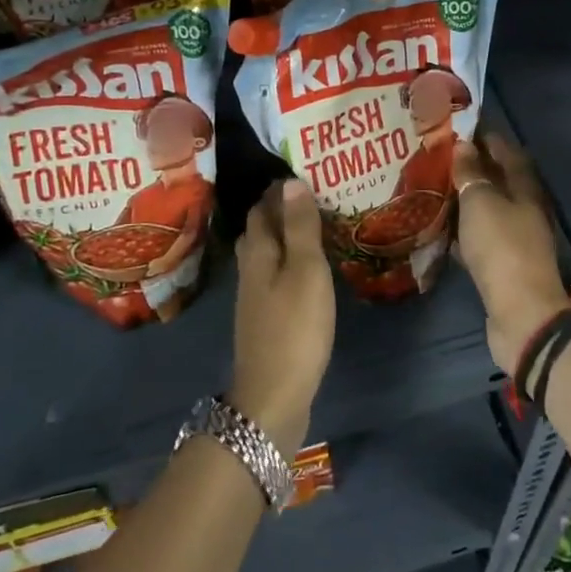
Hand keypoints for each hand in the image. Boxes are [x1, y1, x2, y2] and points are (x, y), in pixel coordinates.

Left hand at [230, 179, 335, 456]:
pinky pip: (277, 275)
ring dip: (288, 236)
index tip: (308, 175)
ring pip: (269, 252)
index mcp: (258, 251)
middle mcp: (250, 268)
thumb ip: (299, 226)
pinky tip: (312, 268)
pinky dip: (292, 262)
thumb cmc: (294, 327)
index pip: (262, 207)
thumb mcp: (305, 270)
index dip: (280, 190)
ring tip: (320, 226)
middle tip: (319, 197)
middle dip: (283, 210)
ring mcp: (255, 296)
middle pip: (261, 229)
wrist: (273, 397)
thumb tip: (291, 181)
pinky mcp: (266, 317)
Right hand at [452, 135, 570, 375]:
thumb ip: (471, 173)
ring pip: (487, 210)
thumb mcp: (481, 203)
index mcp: (525, 189)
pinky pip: (479, 239)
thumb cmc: (502, 247)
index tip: (459, 127)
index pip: (507, 152)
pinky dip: (462, 231)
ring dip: (464, 200)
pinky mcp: (502, 265)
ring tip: (433, 187)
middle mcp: (524, 210)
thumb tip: (464, 145)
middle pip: (497, 181)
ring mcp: (515, 239)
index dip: (486, 137)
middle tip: (439, 157)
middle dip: (471, 168)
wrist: (521, 313)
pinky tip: (439, 228)